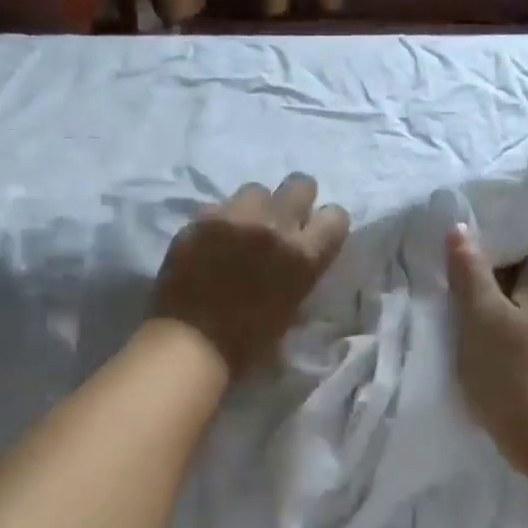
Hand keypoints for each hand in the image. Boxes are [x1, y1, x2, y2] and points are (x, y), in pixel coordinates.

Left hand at [151, 174, 349, 376]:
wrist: (192, 344)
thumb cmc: (248, 343)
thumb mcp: (291, 308)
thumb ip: (299, 272)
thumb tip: (298, 257)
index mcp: (303, 255)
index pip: (336, 216)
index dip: (326, 225)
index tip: (315, 235)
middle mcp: (274, 226)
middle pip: (300, 184)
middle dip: (296, 199)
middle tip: (283, 221)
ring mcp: (235, 217)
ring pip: (256, 189)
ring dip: (255, 207)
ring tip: (242, 229)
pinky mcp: (200, 219)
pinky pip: (218, 206)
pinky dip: (219, 220)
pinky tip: (211, 241)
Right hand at [446, 225, 527, 472]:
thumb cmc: (510, 368)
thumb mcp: (483, 315)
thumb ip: (471, 272)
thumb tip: (461, 228)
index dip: (527, 211)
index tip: (498, 194)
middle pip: (526, 256)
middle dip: (500, 237)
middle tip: (463, 217)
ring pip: (511, 283)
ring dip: (488, 268)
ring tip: (454, 249)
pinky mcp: (522, 345)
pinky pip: (502, 307)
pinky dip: (484, 295)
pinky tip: (460, 294)